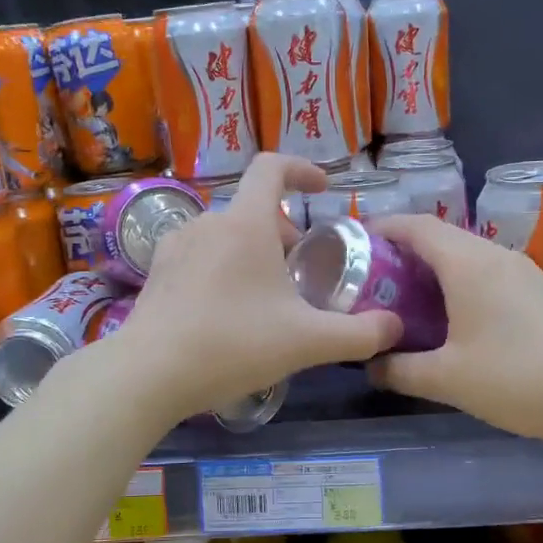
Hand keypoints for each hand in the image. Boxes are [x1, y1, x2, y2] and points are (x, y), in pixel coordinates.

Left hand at [107, 155, 401, 423]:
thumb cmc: (233, 345)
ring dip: (252, 253)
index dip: (302, 168)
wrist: (149, 374)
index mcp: (245, 224)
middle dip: (283, 233)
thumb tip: (394, 327)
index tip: (323, 187)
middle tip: (300, 274)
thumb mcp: (307, 343)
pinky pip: (200, 256)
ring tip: (265, 297)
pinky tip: (226, 311)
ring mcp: (175, 246)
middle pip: (253, 210)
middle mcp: (208, 222)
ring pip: (226, 234)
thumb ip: (359, 334)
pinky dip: (222, 268)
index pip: (272, 167)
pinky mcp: (156, 272)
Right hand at [367, 214, 542, 446]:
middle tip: (374, 279)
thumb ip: (400, 369)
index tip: (354, 243)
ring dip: (434, 267)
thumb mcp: (446, 379)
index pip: (416, 226)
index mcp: (468, 264)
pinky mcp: (540, 291)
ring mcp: (522, 271)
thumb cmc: (515, 378)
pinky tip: (453, 315)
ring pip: (467, 254)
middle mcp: (495, 256)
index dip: (382, 228)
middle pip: (441, 236)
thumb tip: (370, 365)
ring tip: (407, 297)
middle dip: (403, 250)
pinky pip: (488, 272)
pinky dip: (459, 281)